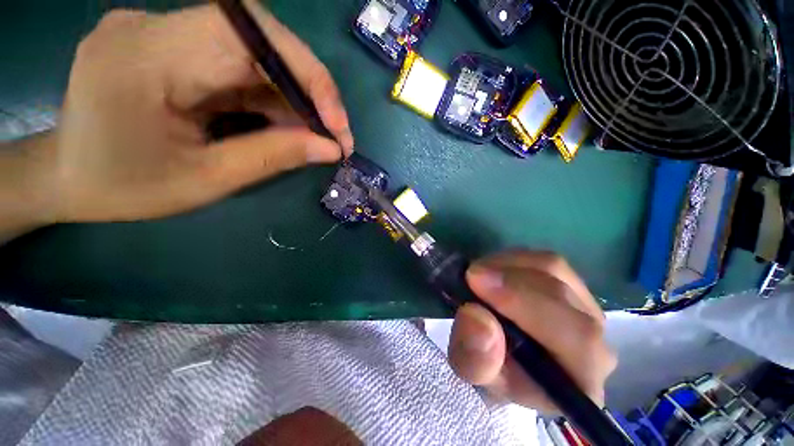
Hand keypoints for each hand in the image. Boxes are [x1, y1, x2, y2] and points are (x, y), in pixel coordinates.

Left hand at [43, 1, 352, 222]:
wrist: (68, 176)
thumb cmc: (125, 188)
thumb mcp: (207, 180)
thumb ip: (273, 157)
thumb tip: (330, 149)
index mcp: (145, 59)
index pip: (247, 35)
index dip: (307, 74)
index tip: (336, 122)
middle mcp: (152, 27)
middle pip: (257, 39)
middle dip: (308, 89)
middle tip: (334, 134)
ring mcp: (160, 30)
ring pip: (253, 52)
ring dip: (293, 96)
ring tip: (314, 135)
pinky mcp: (170, 42)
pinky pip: (237, 62)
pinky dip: (270, 94)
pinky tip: (285, 122)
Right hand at [448, 250, 616, 411]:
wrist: (504, 360)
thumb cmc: (491, 370)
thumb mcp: (473, 372)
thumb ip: (475, 357)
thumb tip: (476, 316)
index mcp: (581, 378)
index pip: (577, 337)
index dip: (525, 303)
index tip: (476, 283)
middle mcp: (596, 340)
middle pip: (562, 294)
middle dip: (509, 279)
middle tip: (470, 275)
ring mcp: (585, 306)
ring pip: (553, 268)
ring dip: (508, 265)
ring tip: (480, 274)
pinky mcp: (569, 284)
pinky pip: (543, 260)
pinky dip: (512, 259)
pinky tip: (493, 270)